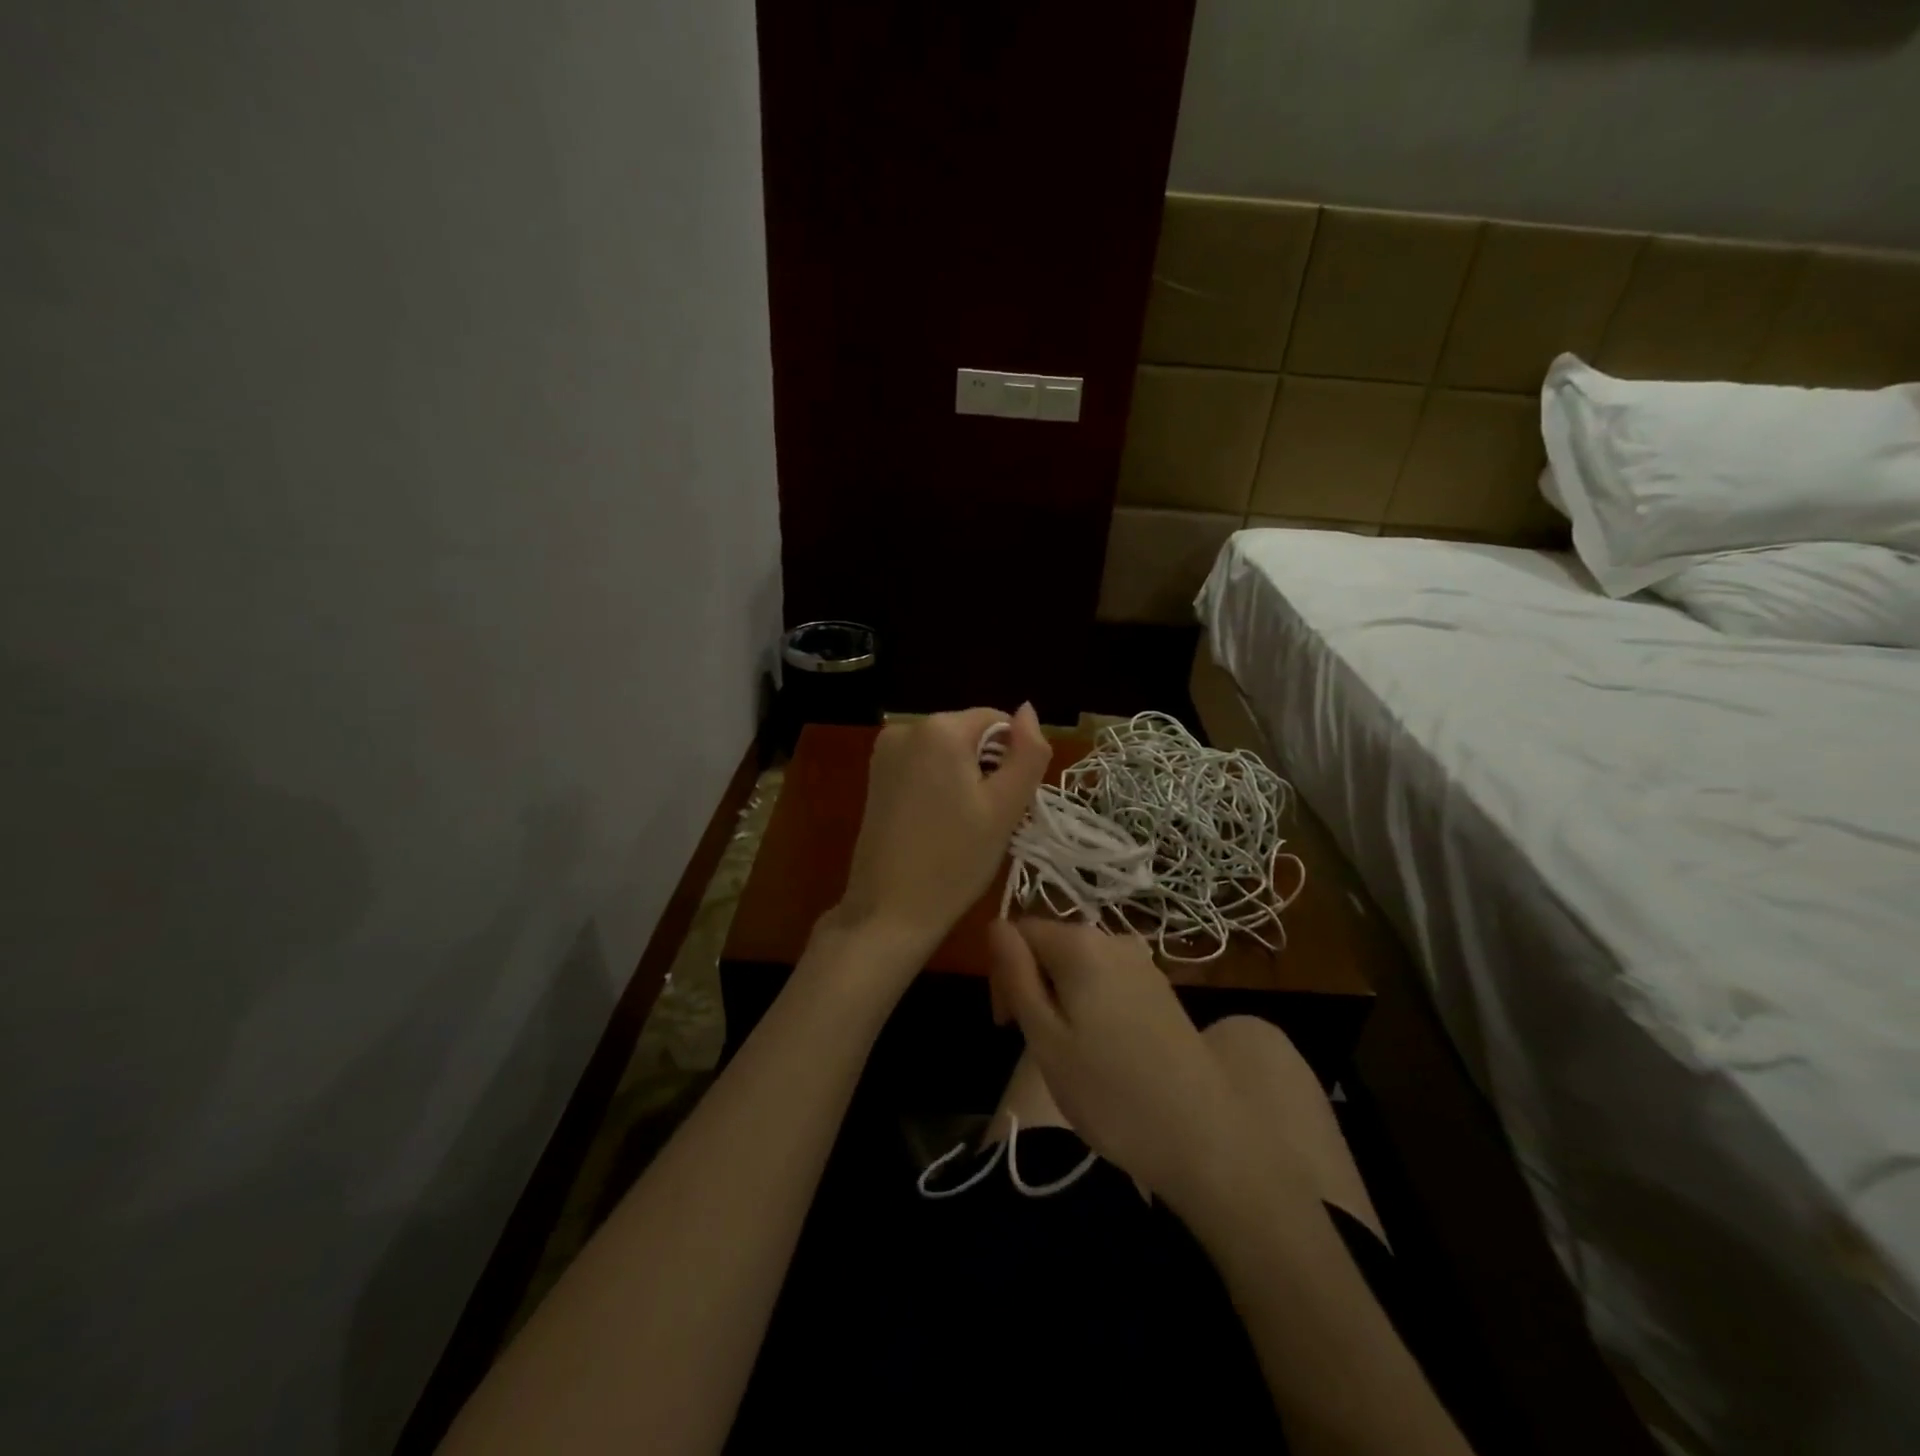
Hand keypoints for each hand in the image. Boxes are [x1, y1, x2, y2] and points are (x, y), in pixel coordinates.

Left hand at [825, 705, 1051, 975]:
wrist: (889, 911)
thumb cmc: (955, 860)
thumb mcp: (1006, 807)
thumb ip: (1028, 752)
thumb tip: (1028, 709)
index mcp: (939, 728)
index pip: (997, 721)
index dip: (1013, 759)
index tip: (1009, 803)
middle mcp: (905, 727)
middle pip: (970, 735)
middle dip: (988, 769)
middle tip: (990, 820)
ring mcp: (884, 752)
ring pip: (948, 753)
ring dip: (966, 779)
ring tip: (965, 826)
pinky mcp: (875, 776)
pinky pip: (924, 766)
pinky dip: (940, 786)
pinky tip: (940, 824)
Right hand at [987, 917, 1265, 1212]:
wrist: (1205, 1133)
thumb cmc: (1110, 1091)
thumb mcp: (1045, 1037)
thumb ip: (1017, 975)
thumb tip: (995, 925)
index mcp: (1079, 944)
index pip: (1020, 932)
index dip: (1003, 972)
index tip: (1008, 1024)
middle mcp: (1113, 939)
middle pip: (1051, 945)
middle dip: (1032, 984)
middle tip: (1033, 1042)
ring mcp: (1142, 963)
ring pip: (1079, 966)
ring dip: (1060, 996)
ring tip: (1067, 1052)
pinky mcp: (1160, 989)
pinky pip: (1107, 981)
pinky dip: (1090, 1004)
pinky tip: (1101, 1049)